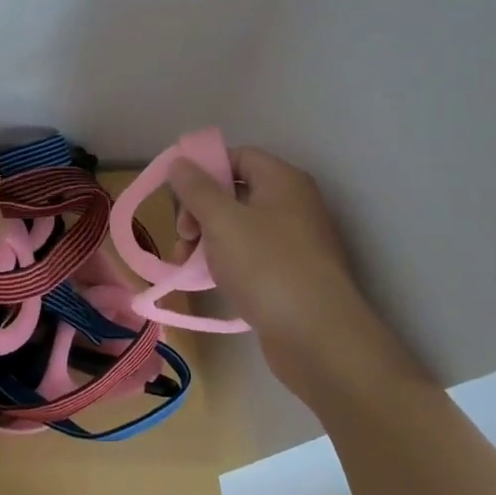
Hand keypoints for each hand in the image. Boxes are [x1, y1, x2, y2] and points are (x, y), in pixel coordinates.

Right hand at [167, 147, 417, 396]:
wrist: (318, 337)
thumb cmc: (266, 266)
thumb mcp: (221, 220)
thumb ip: (196, 188)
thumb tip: (179, 161)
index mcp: (282, 181)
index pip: (237, 157)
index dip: (204, 169)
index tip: (176, 194)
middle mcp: (293, 204)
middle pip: (236, 192)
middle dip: (201, 210)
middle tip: (183, 235)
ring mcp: (296, 242)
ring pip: (240, 227)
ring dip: (208, 240)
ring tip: (186, 264)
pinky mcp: (293, 275)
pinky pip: (252, 256)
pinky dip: (227, 262)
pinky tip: (209, 281)